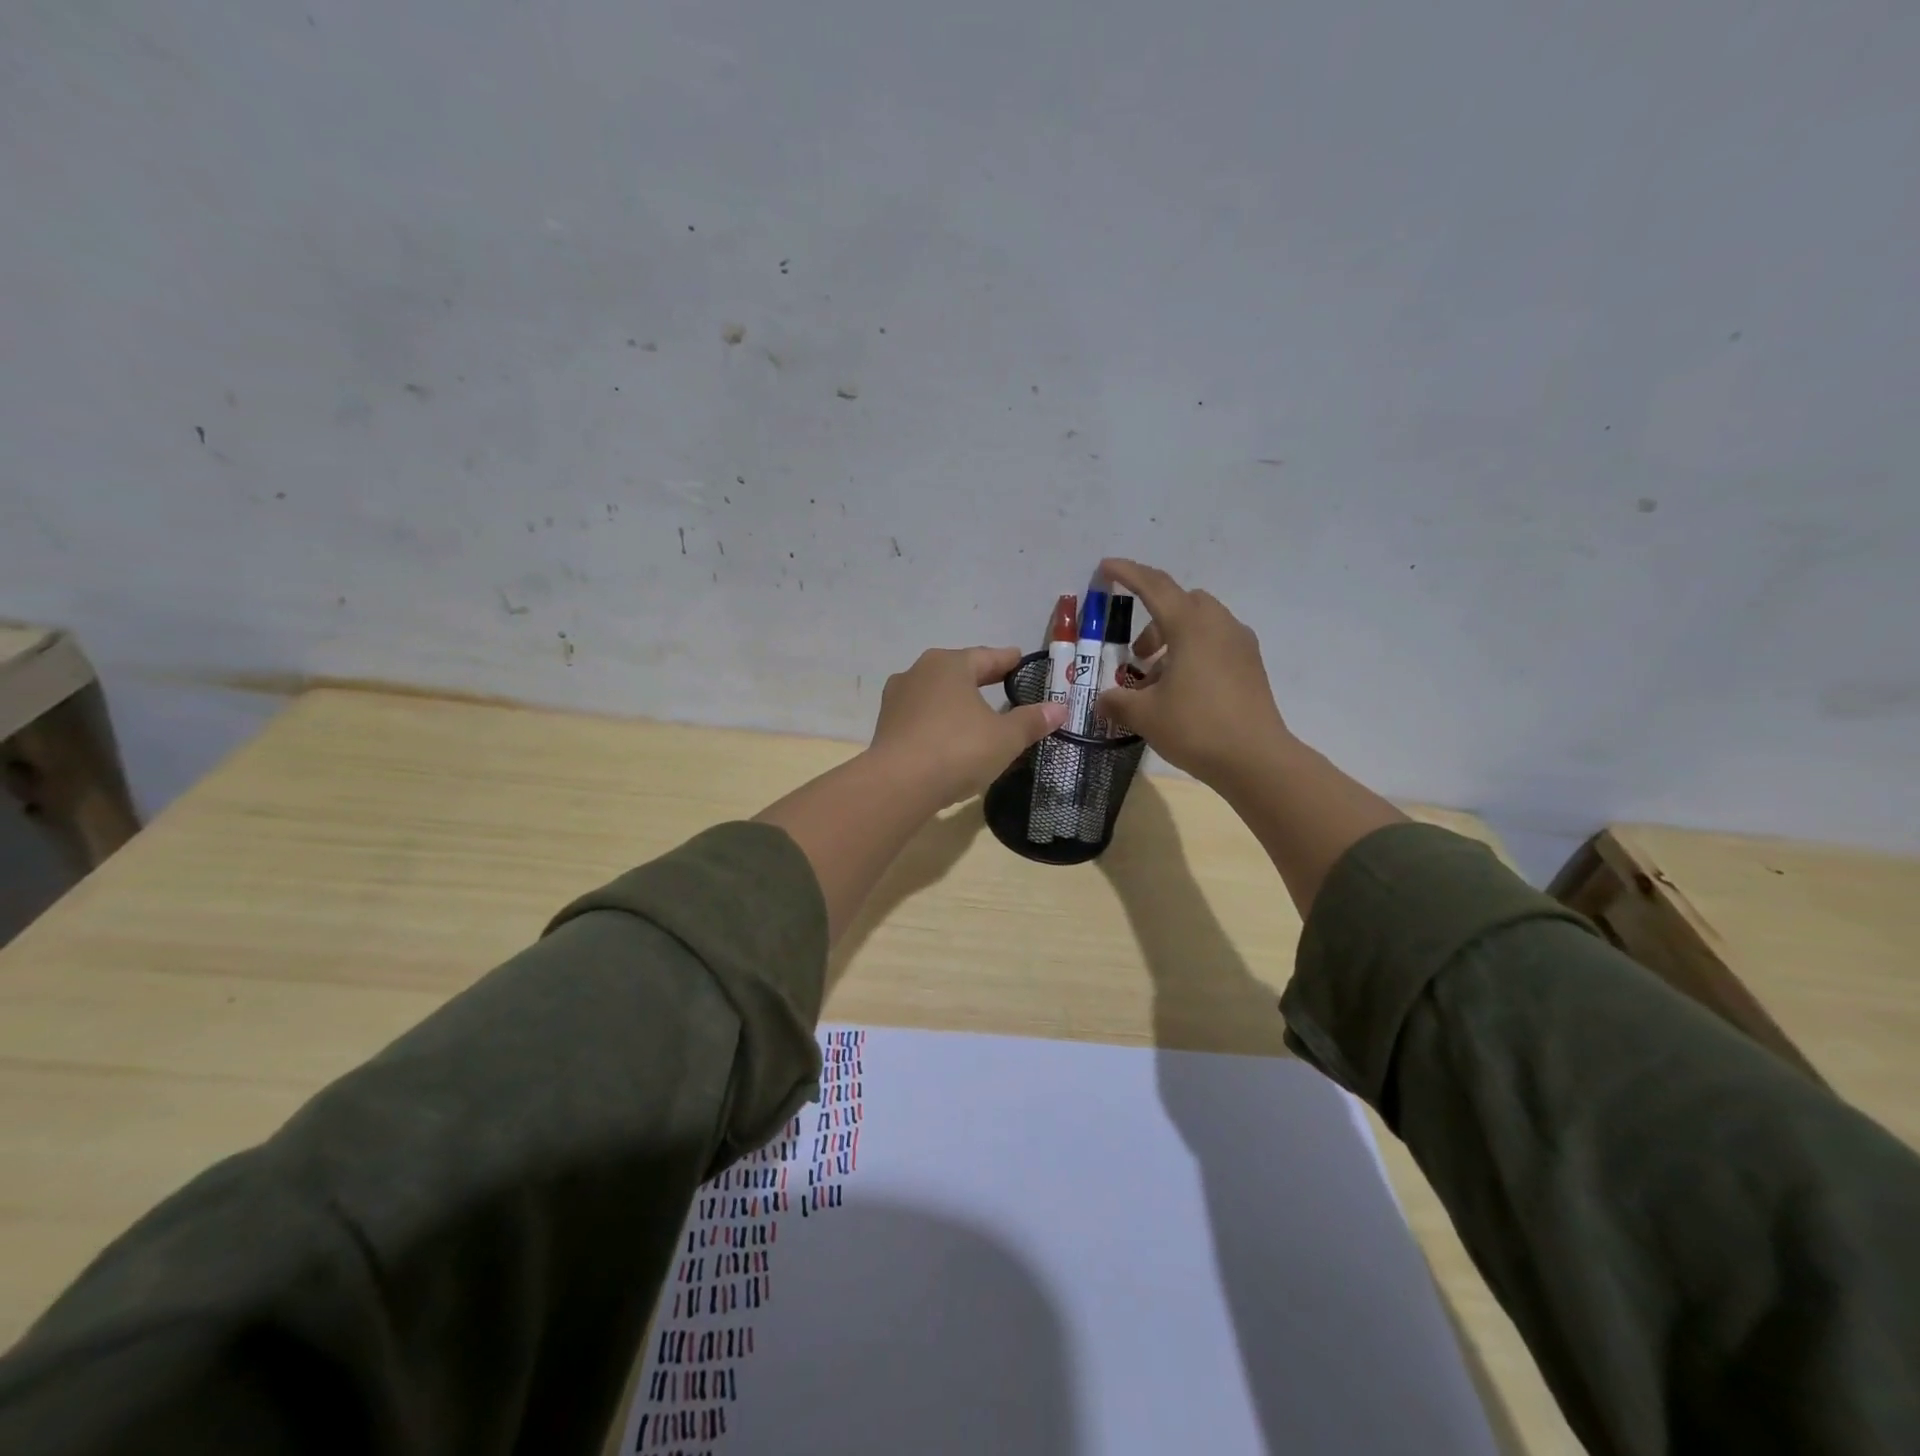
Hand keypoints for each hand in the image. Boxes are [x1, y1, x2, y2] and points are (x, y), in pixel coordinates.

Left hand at [868, 646, 1066, 806]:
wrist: (898, 784)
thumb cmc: (958, 749)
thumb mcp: (1005, 738)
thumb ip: (1031, 721)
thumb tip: (1060, 709)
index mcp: (949, 664)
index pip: (987, 657)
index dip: (1007, 660)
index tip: (1019, 660)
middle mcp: (919, 672)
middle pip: (958, 671)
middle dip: (980, 678)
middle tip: (1001, 683)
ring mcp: (897, 699)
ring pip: (936, 694)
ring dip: (956, 701)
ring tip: (975, 712)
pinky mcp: (886, 726)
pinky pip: (921, 717)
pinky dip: (938, 721)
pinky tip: (948, 735)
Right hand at [1093, 558, 1292, 787]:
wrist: (1256, 759)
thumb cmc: (1196, 727)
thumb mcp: (1145, 715)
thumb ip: (1118, 701)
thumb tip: (1102, 701)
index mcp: (1190, 626)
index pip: (1154, 586)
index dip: (1127, 574)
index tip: (1106, 567)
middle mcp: (1218, 625)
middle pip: (1182, 602)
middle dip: (1154, 618)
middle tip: (1137, 652)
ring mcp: (1240, 644)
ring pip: (1201, 623)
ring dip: (1174, 639)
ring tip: (1156, 678)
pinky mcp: (1251, 666)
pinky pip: (1217, 643)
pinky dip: (1194, 652)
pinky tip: (1183, 689)